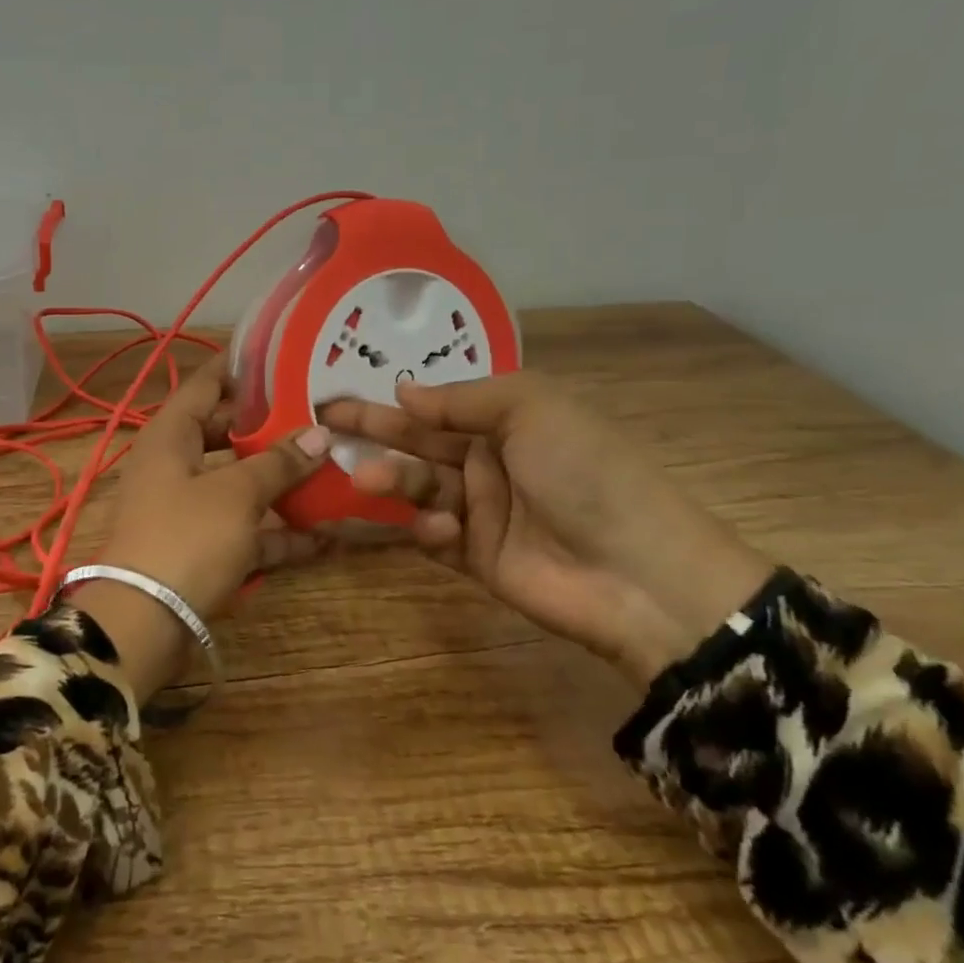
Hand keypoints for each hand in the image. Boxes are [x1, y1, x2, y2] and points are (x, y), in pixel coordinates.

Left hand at [78, 356, 330, 698]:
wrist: (143, 624)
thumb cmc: (185, 538)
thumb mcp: (236, 494)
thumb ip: (278, 462)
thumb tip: (320, 434)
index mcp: (170, 435)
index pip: (205, 384)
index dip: (241, 368)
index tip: (285, 357)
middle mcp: (174, 465)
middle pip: (225, 433)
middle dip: (271, 427)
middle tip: (319, 413)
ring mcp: (187, 509)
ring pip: (239, 483)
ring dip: (281, 482)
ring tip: (333, 469)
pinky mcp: (200, 549)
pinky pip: (244, 529)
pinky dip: (278, 532)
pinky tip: (325, 535)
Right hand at [320, 371, 772, 685]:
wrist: (638, 572)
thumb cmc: (585, 471)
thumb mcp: (532, 407)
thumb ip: (463, 398)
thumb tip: (404, 390)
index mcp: (508, 420)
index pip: (436, 405)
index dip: (390, 400)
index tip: (340, 394)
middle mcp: (491, 461)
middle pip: (419, 444)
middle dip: (375, 435)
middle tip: (324, 426)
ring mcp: (483, 512)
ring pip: (420, 490)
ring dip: (394, 483)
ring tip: (367, 480)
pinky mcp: (478, 559)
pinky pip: (436, 538)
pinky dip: (428, 531)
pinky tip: (442, 530)